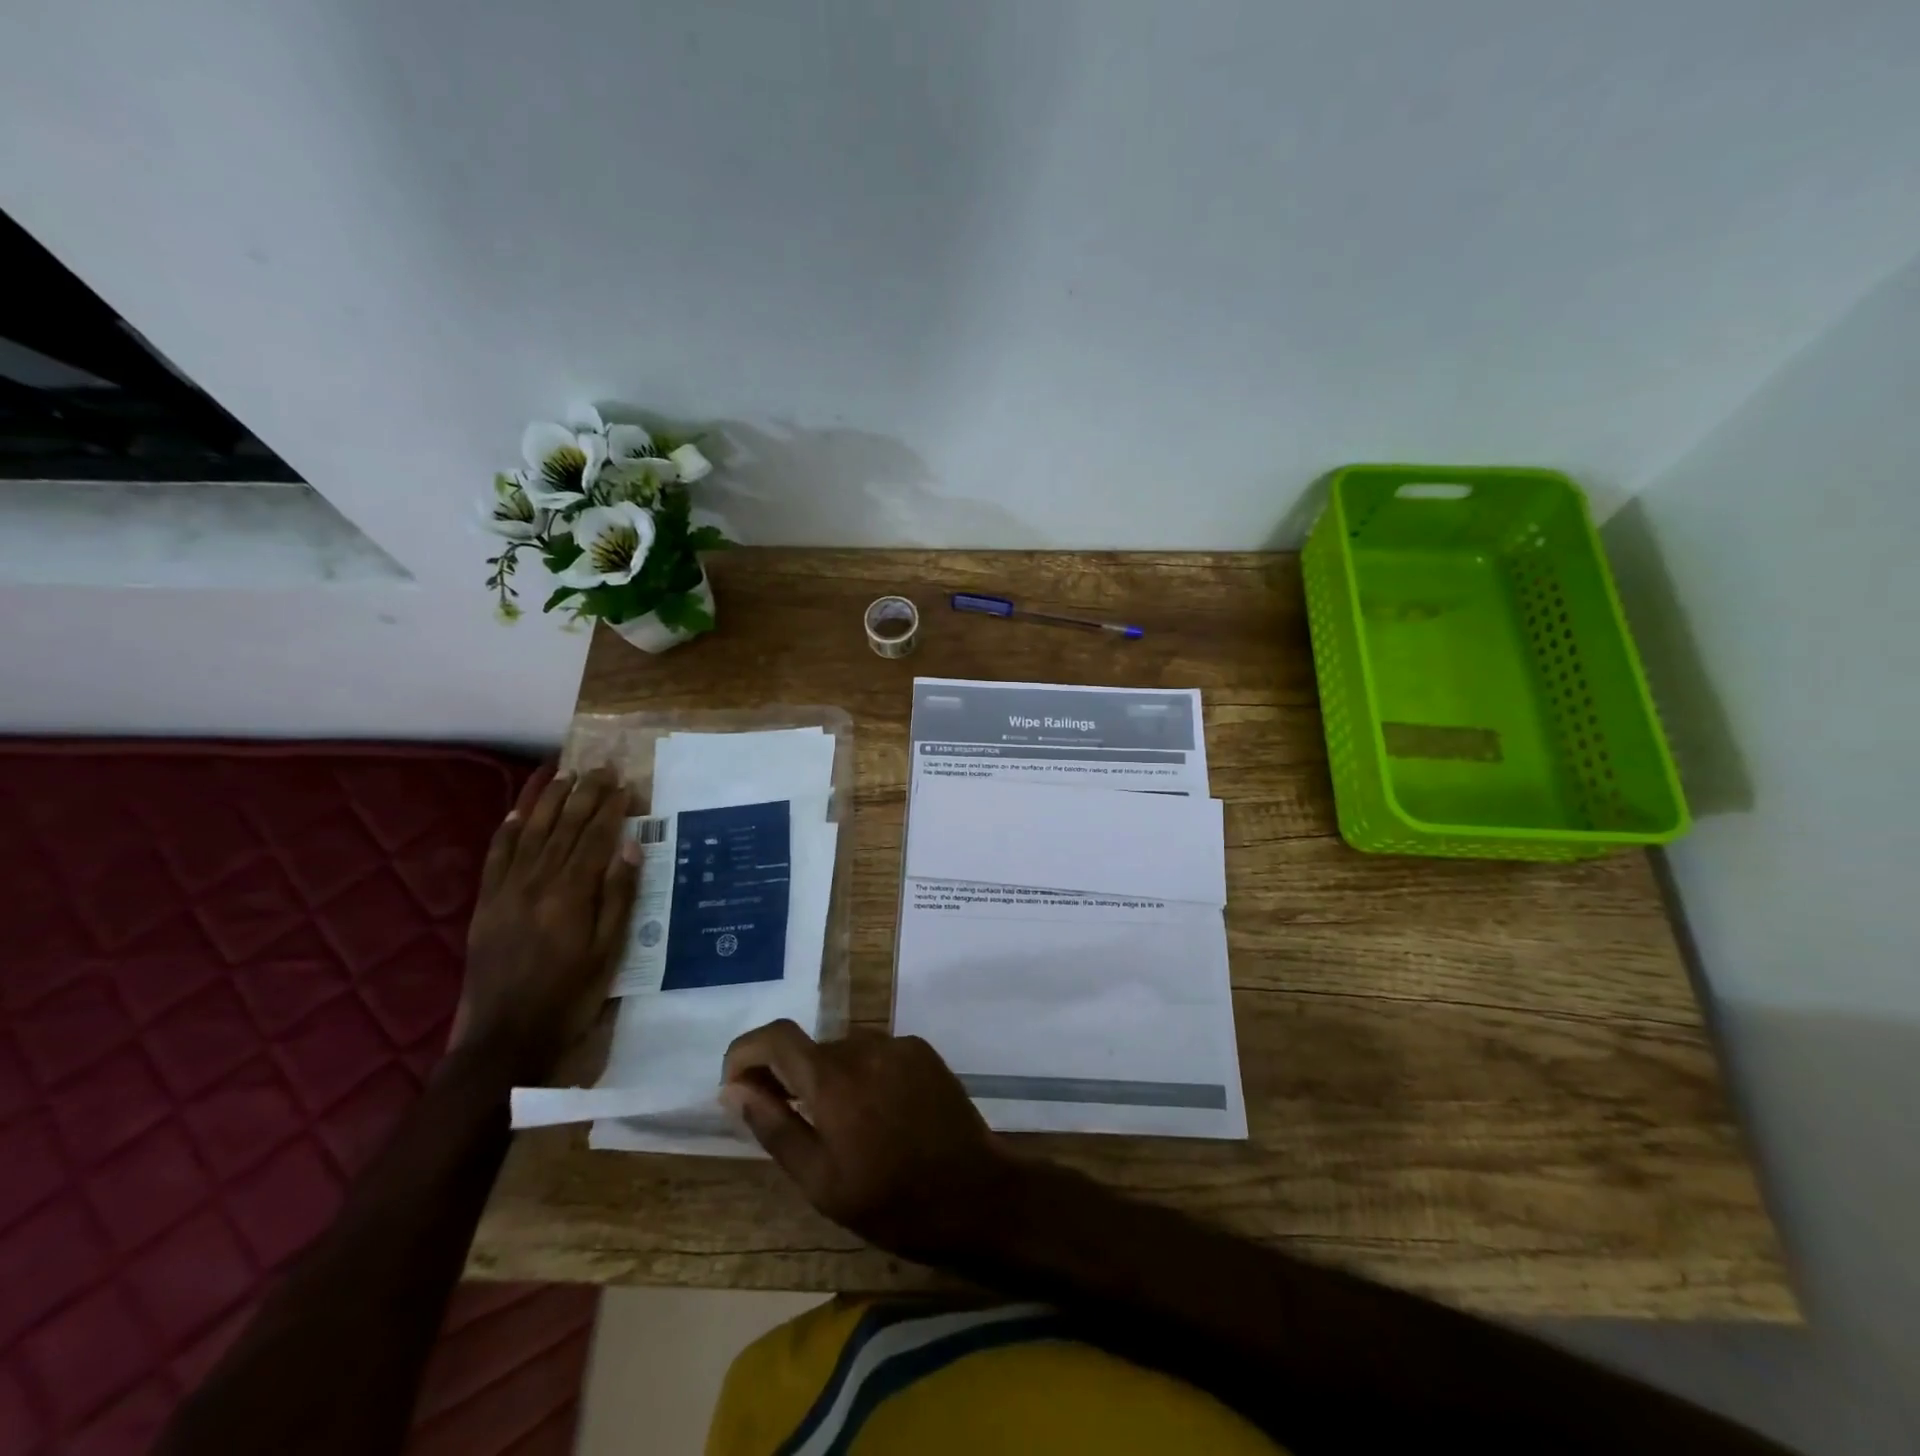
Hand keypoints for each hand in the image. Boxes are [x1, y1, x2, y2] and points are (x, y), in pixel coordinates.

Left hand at [452, 766, 638, 1083]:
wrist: (505, 1036)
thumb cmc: (570, 995)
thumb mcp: (610, 950)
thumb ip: (620, 895)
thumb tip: (631, 846)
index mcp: (572, 892)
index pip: (596, 836)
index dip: (612, 807)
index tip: (626, 784)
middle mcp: (538, 879)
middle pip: (565, 825)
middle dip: (585, 792)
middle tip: (601, 766)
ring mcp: (507, 888)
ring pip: (531, 830)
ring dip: (549, 798)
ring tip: (565, 773)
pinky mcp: (486, 901)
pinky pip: (498, 853)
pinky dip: (510, 826)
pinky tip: (520, 809)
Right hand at [721, 1021, 1020, 1262]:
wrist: (976, 1194)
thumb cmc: (891, 1201)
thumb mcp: (820, 1180)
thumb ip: (773, 1126)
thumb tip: (733, 1088)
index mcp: (833, 1078)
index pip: (775, 1037)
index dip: (745, 1052)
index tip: (736, 1084)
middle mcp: (864, 1046)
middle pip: (810, 1048)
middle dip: (788, 1076)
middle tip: (789, 1122)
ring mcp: (898, 1044)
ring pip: (843, 1050)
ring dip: (828, 1078)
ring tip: (841, 1127)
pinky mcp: (922, 1050)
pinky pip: (876, 1053)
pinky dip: (863, 1074)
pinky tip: (879, 1115)